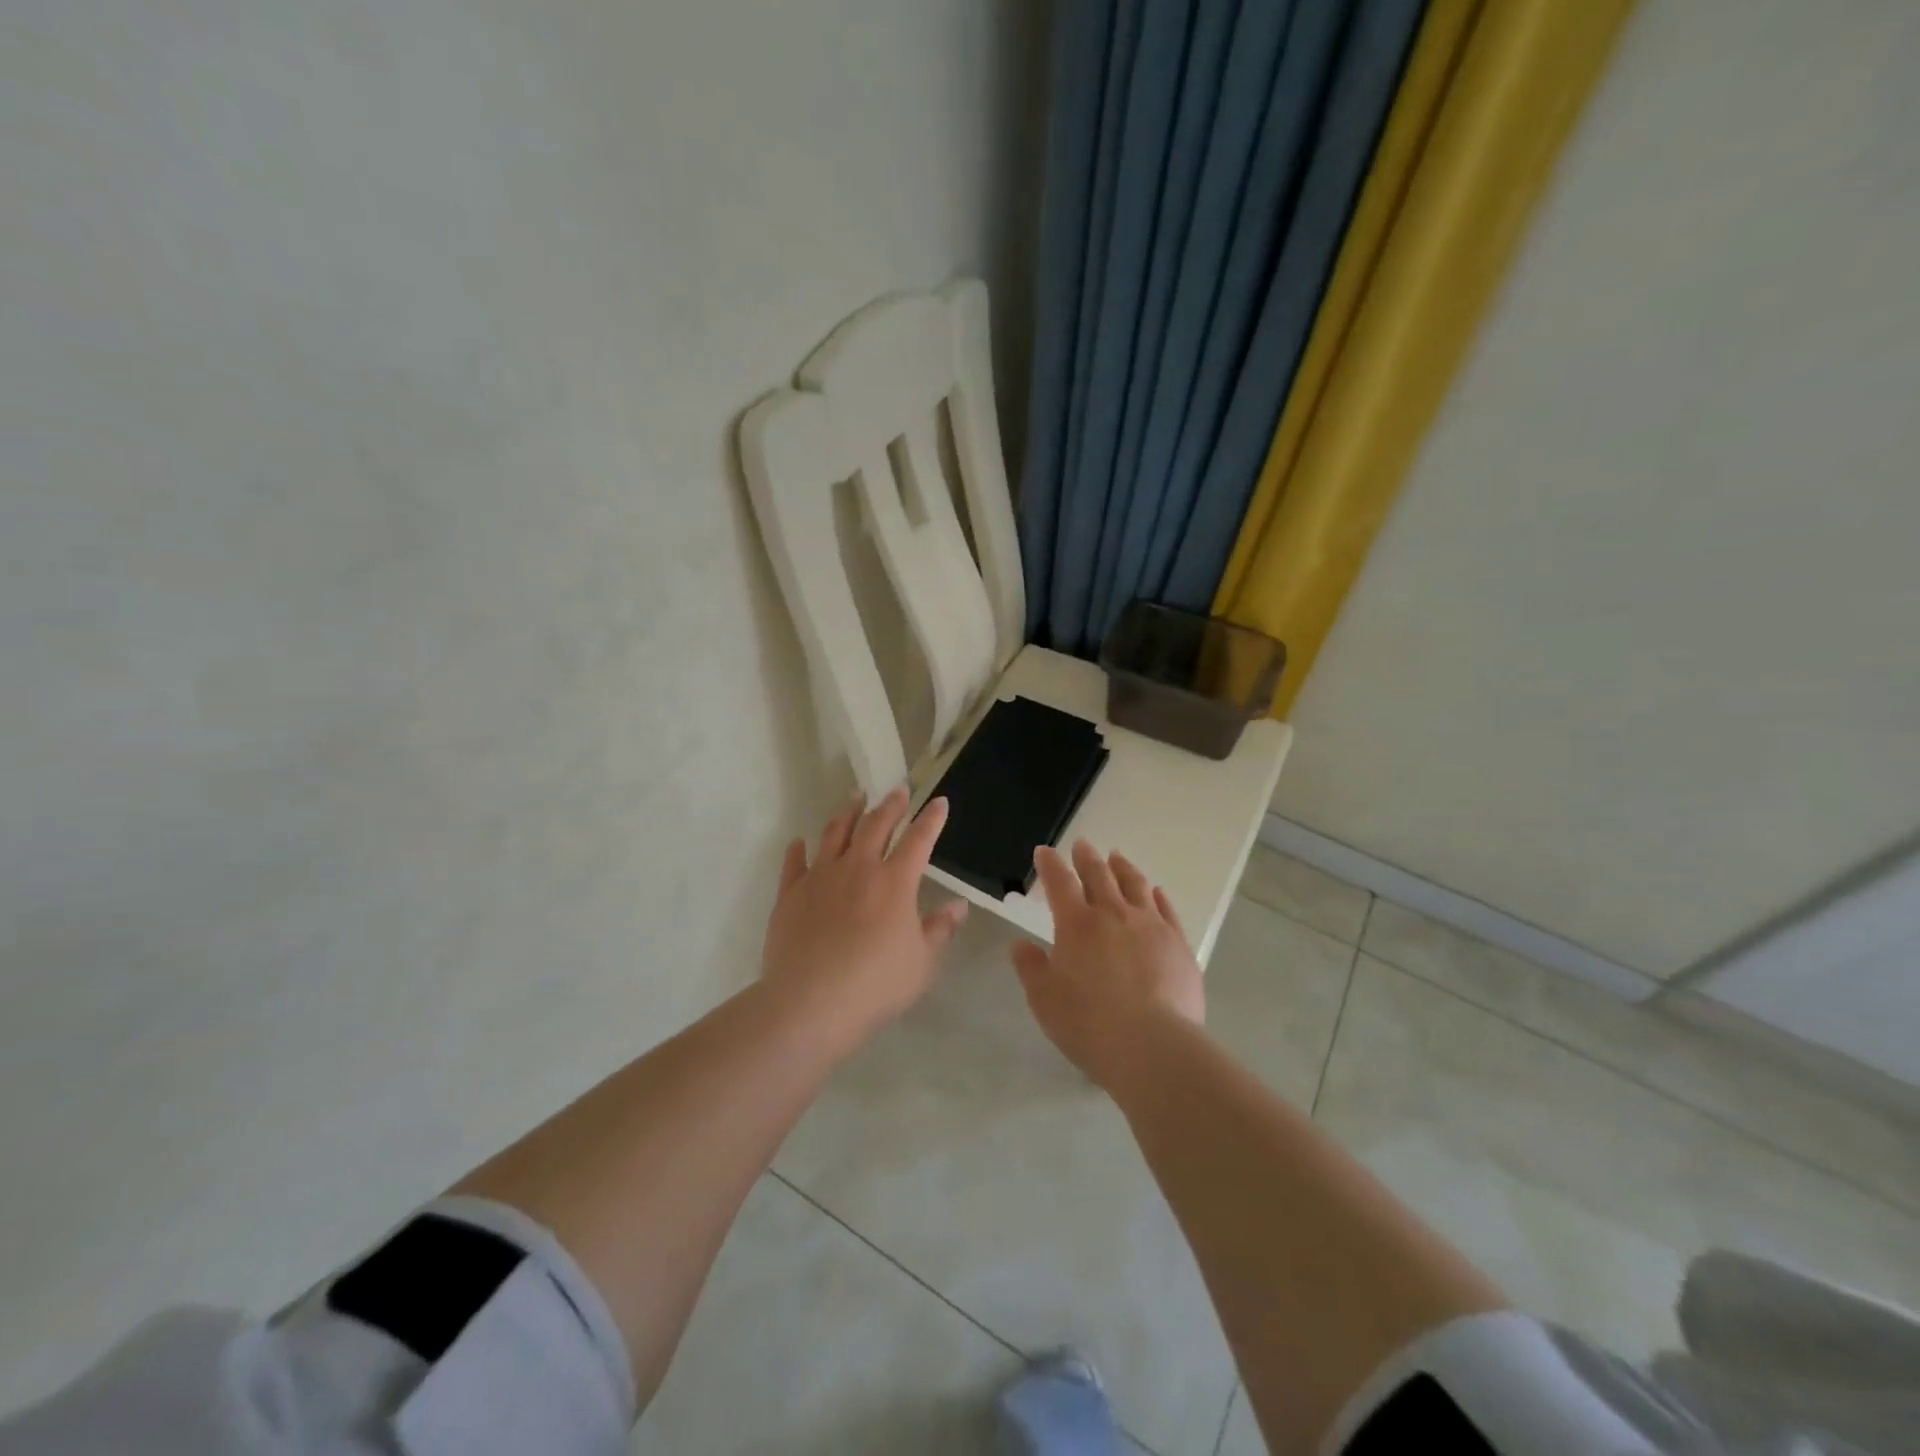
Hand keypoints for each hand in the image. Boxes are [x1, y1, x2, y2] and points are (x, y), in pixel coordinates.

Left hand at [761, 787, 968, 1047]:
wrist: (811, 1003)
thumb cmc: (876, 985)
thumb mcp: (922, 963)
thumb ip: (940, 930)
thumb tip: (958, 906)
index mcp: (894, 882)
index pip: (918, 840)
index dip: (931, 819)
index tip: (939, 802)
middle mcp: (858, 868)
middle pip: (875, 825)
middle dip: (891, 805)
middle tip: (898, 790)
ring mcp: (820, 877)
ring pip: (835, 833)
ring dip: (848, 812)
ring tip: (855, 797)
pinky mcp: (790, 894)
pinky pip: (794, 863)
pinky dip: (798, 850)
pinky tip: (799, 841)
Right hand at [1010, 840, 1204, 1088]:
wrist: (1152, 1046)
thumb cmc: (1088, 1023)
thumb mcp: (1044, 999)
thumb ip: (1031, 968)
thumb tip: (1020, 944)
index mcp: (1077, 924)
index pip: (1060, 882)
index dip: (1050, 864)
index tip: (1044, 851)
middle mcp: (1113, 914)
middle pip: (1099, 875)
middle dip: (1087, 857)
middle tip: (1082, 844)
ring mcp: (1150, 926)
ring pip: (1135, 884)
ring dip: (1123, 868)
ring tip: (1117, 858)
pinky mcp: (1178, 944)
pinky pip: (1167, 910)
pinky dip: (1157, 895)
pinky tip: (1155, 892)